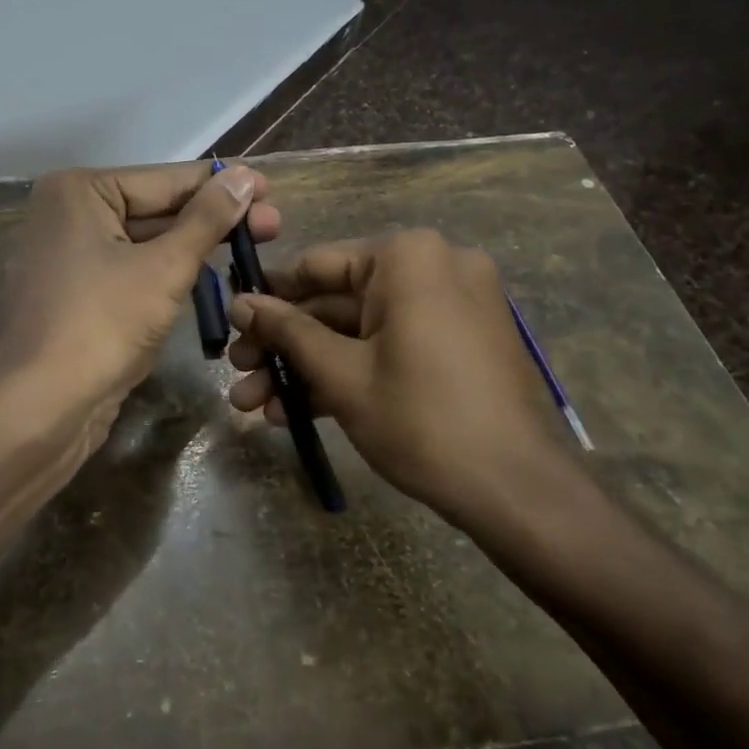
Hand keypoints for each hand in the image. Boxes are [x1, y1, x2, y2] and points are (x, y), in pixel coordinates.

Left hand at [0, 160, 277, 444]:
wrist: (39, 408)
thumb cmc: (102, 324)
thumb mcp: (165, 267)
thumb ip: (207, 219)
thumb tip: (247, 177)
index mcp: (78, 191)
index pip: (166, 180)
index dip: (223, 186)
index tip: (271, 190)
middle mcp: (66, 216)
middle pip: (154, 210)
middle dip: (213, 221)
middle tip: (273, 228)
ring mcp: (66, 259)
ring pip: (143, 245)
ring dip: (193, 250)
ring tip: (249, 252)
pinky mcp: (73, 298)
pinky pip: (128, 274)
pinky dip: (165, 277)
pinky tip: (208, 280)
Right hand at [225, 229, 579, 530]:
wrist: (518, 492)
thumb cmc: (421, 419)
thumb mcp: (341, 374)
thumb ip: (286, 331)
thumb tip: (239, 302)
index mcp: (408, 257)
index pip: (316, 266)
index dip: (268, 298)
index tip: (230, 325)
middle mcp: (434, 267)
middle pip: (336, 303)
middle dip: (283, 347)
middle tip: (237, 375)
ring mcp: (451, 306)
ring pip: (360, 330)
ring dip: (308, 367)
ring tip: (255, 406)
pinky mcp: (458, 344)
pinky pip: (391, 346)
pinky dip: (350, 373)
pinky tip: (298, 412)